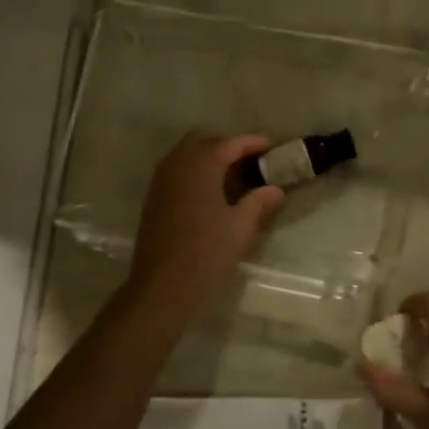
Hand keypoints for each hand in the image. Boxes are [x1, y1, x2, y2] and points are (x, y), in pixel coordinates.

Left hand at [126, 131, 285, 322]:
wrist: (161, 287)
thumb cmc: (206, 254)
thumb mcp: (240, 228)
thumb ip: (259, 203)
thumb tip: (275, 190)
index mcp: (200, 167)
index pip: (229, 143)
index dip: (252, 142)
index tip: (272, 146)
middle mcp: (177, 166)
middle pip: (203, 140)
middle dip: (227, 145)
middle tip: (251, 160)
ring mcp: (161, 182)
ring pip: (186, 154)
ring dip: (209, 157)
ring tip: (233, 176)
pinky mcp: (153, 199)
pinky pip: (176, 170)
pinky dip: (194, 171)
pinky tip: (211, 193)